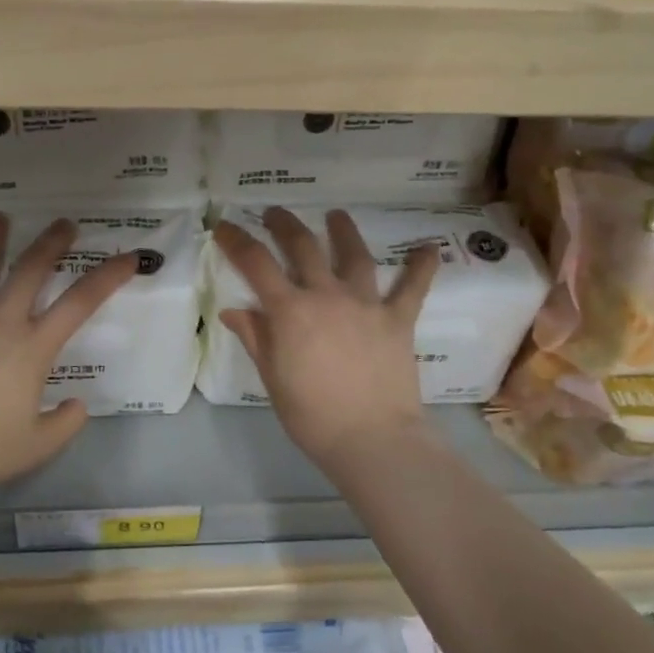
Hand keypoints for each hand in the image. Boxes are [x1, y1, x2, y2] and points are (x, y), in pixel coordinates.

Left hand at [0, 214, 138, 493]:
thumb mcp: (36, 447)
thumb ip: (64, 425)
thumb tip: (79, 406)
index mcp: (33, 347)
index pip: (81, 302)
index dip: (108, 276)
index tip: (128, 257)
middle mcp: (0, 321)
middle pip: (30, 269)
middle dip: (51, 242)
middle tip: (63, 223)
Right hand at [215, 208, 440, 467]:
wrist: (372, 439)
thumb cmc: (312, 415)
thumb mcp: (272, 378)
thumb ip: (256, 337)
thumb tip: (234, 310)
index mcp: (290, 310)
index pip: (255, 263)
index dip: (236, 240)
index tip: (223, 226)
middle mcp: (326, 295)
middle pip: (302, 246)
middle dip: (284, 225)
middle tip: (274, 213)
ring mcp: (365, 304)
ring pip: (354, 255)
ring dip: (343, 231)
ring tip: (336, 215)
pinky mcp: (398, 319)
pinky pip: (412, 288)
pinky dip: (421, 267)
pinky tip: (429, 248)